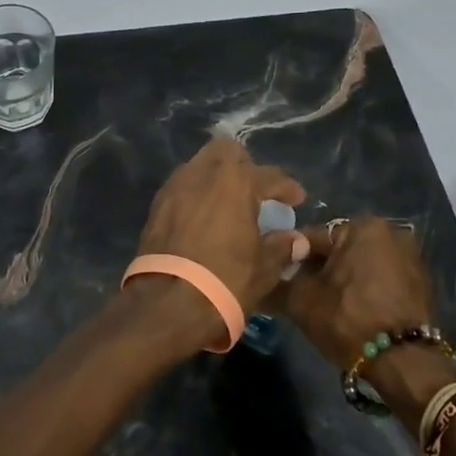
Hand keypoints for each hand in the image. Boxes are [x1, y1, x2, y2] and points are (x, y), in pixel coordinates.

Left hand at [136, 137, 307, 318]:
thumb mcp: (264, 267)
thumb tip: (297, 240)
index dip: (287, 188)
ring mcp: (177, 185)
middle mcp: (205, 173)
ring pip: (201, 164)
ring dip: (217, 177)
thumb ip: (282, 247)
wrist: (168, 303)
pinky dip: (197, 193)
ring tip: (228, 203)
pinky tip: (204, 216)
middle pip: (228, 152)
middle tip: (256, 192)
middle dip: (245, 166)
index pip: (270, 175)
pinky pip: (183, 185)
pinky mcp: (157, 203)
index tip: (297, 199)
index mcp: (237, 181)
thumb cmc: (226, 280)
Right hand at [275, 215, 433, 373]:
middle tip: (302, 294)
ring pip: (359, 264)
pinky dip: (365, 289)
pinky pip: (380, 279)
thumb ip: (275, 284)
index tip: (278, 278)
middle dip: (319, 269)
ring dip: (342, 279)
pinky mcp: (420, 283)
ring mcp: (410, 257)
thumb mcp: (302, 302)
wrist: (404, 363)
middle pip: (338, 249)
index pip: (312, 237)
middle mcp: (390, 232)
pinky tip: (353, 311)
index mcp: (362, 226)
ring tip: (325, 306)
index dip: (291, 259)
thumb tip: (256, 281)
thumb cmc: (349, 320)